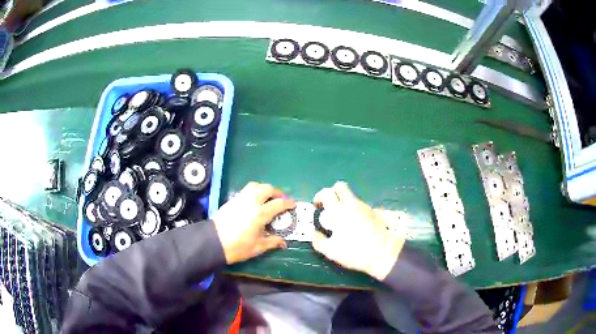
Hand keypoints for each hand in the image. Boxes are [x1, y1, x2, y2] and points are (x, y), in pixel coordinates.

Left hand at [212, 182, 295, 263]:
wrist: (213, 242)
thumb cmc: (237, 247)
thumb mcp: (257, 247)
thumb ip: (272, 242)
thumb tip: (283, 242)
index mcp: (260, 214)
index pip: (278, 204)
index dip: (288, 203)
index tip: (293, 205)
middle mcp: (251, 202)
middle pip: (267, 189)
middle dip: (277, 192)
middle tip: (281, 200)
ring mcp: (240, 199)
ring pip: (255, 185)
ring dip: (264, 188)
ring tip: (268, 197)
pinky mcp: (232, 200)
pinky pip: (246, 190)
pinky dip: (254, 191)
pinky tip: (254, 201)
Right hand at [311, 182, 405, 280]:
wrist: (383, 253)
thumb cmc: (355, 251)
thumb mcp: (330, 251)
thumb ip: (318, 241)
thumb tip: (315, 234)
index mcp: (339, 210)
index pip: (326, 192)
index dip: (319, 197)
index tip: (317, 207)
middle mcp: (353, 204)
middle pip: (341, 187)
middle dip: (332, 193)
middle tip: (328, 207)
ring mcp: (365, 207)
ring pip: (351, 197)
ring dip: (344, 204)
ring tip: (342, 222)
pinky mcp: (375, 213)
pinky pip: (360, 207)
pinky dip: (354, 211)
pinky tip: (355, 227)